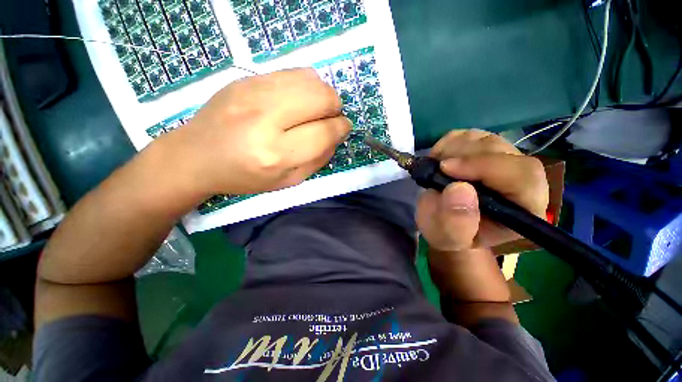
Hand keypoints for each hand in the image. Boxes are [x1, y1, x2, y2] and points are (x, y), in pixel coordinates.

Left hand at [164, 68, 350, 194]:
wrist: (196, 156)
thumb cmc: (245, 176)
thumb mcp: (288, 181)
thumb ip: (318, 160)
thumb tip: (336, 135)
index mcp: (276, 154)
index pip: (324, 131)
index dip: (341, 128)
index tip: (343, 128)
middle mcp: (265, 119)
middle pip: (322, 97)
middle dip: (335, 108)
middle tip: (329, 118)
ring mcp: (253, 92)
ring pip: (311, 79)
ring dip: (322, 94)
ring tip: (314, 109)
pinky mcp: (246, 78)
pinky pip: (292, 72)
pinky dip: (306, 85)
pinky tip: (298, 99)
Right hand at [416, 130, 548, 251]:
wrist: (444, 223)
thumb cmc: (449, 234)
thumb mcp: (448, 237)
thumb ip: (456, 222)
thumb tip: (459, 188)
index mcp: (523, 207)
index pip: (522, 176)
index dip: (486, 166)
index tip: (446, 169)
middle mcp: (520, 180)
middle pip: (503, 151)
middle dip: (463, 156)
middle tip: (436, 168)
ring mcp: (501, 160)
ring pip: (485, 139)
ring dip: (453, 149)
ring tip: (436, 168)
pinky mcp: (483, 150)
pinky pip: (469, 135)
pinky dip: (448, 143)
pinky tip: (439, 159)